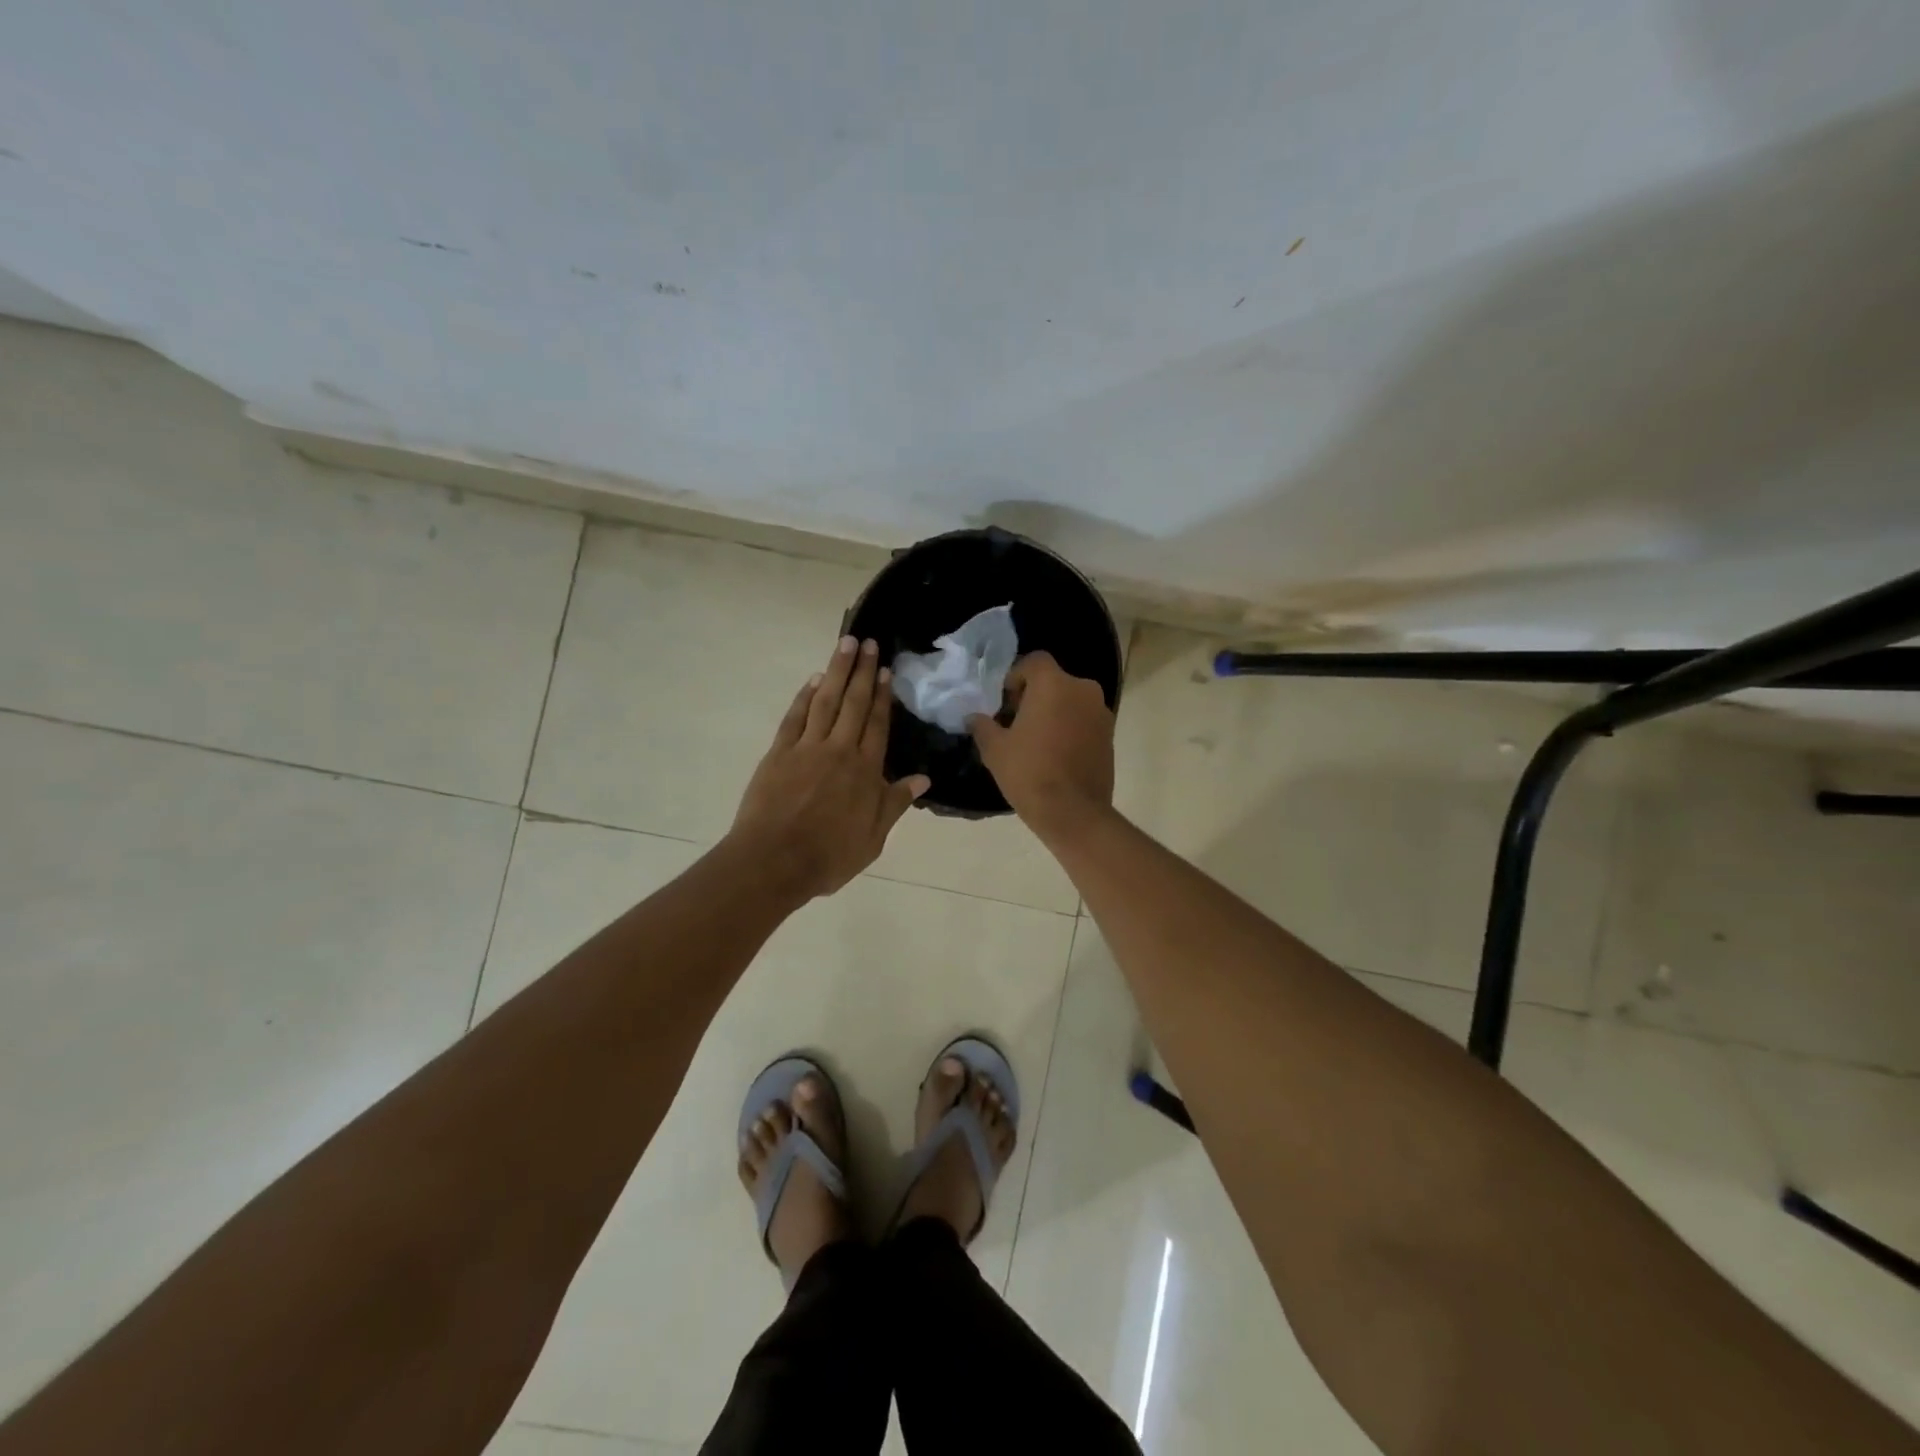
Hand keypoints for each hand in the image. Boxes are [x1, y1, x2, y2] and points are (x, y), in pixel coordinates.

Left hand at [730, 636, 930, 900]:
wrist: (774, 862)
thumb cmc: (829, 856)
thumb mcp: (873, 839)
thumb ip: (894, 804)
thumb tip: (922, 779)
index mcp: (865, 771)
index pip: (877, 724)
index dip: (882, 695)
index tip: (885, 670)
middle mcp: (839, 750)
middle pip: (854, 703)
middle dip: (862, 671)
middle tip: (868, 642)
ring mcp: (806, 748)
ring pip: (825, 701)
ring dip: (836, 671)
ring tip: (845, 644)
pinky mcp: (778, 753)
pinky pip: (795, 717)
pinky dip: (805, 696)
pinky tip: (813, 681)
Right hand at [968, 651, 1114, 836]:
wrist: (1073, 813)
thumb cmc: (1029, 773)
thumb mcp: (995, 749)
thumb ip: (982, 726)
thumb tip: (974, 718)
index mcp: (1054, 684)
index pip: (1033, 661)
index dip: (1015, 677)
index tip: (1004, 703)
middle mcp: (1083, 690)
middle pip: (1053, 681)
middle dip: (1034, 696)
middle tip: (1015, 723)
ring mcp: (1101, 713)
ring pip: (1071, 701)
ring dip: (1054, 712)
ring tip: (1035, 741)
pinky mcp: (1110, 735)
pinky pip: (1084, 720)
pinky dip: (1070, 728)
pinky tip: (1055, 754)